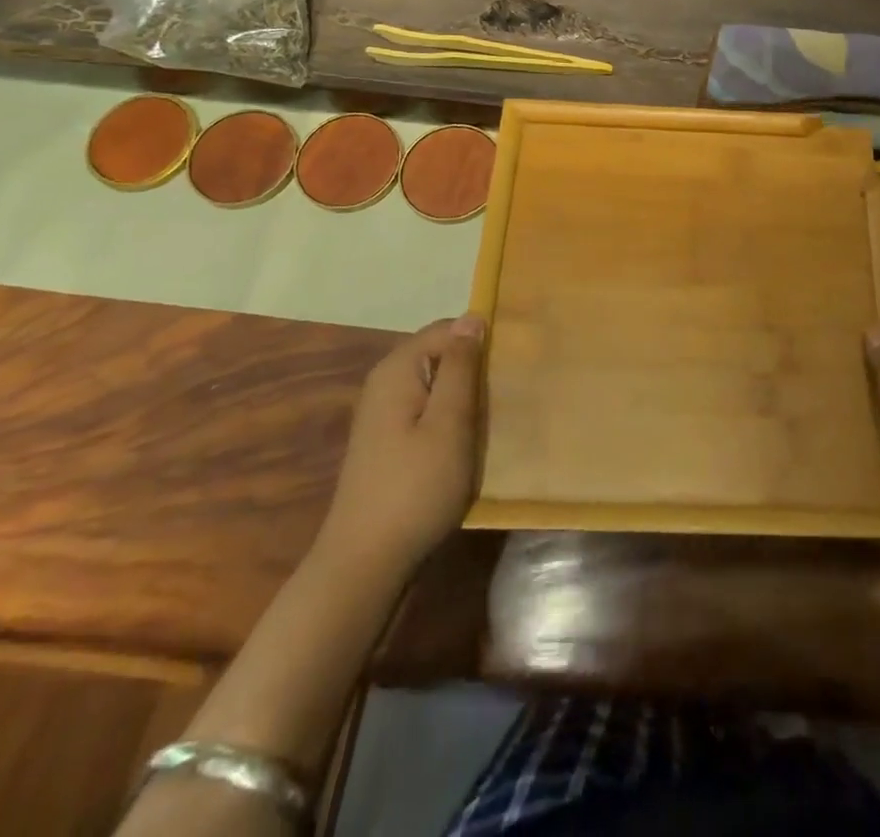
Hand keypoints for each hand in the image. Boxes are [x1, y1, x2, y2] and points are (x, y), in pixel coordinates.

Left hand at [313, 315, 484, 585]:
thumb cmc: (416, 487)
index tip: (512, 363)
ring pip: (436, 384)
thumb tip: (471, 317)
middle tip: (509, 392)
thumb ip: (460, 366)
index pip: (448, 329)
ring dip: (466, 396)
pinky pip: (428, 410)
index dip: (481, 339)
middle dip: (475, 368)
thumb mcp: (449, 422)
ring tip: (496, 416)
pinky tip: (469, 441)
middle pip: (440, 355)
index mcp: (397, 369)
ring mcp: (384, 414)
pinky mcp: (388, 442)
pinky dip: (451, 418)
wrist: (366, 563)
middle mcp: (385, 383)